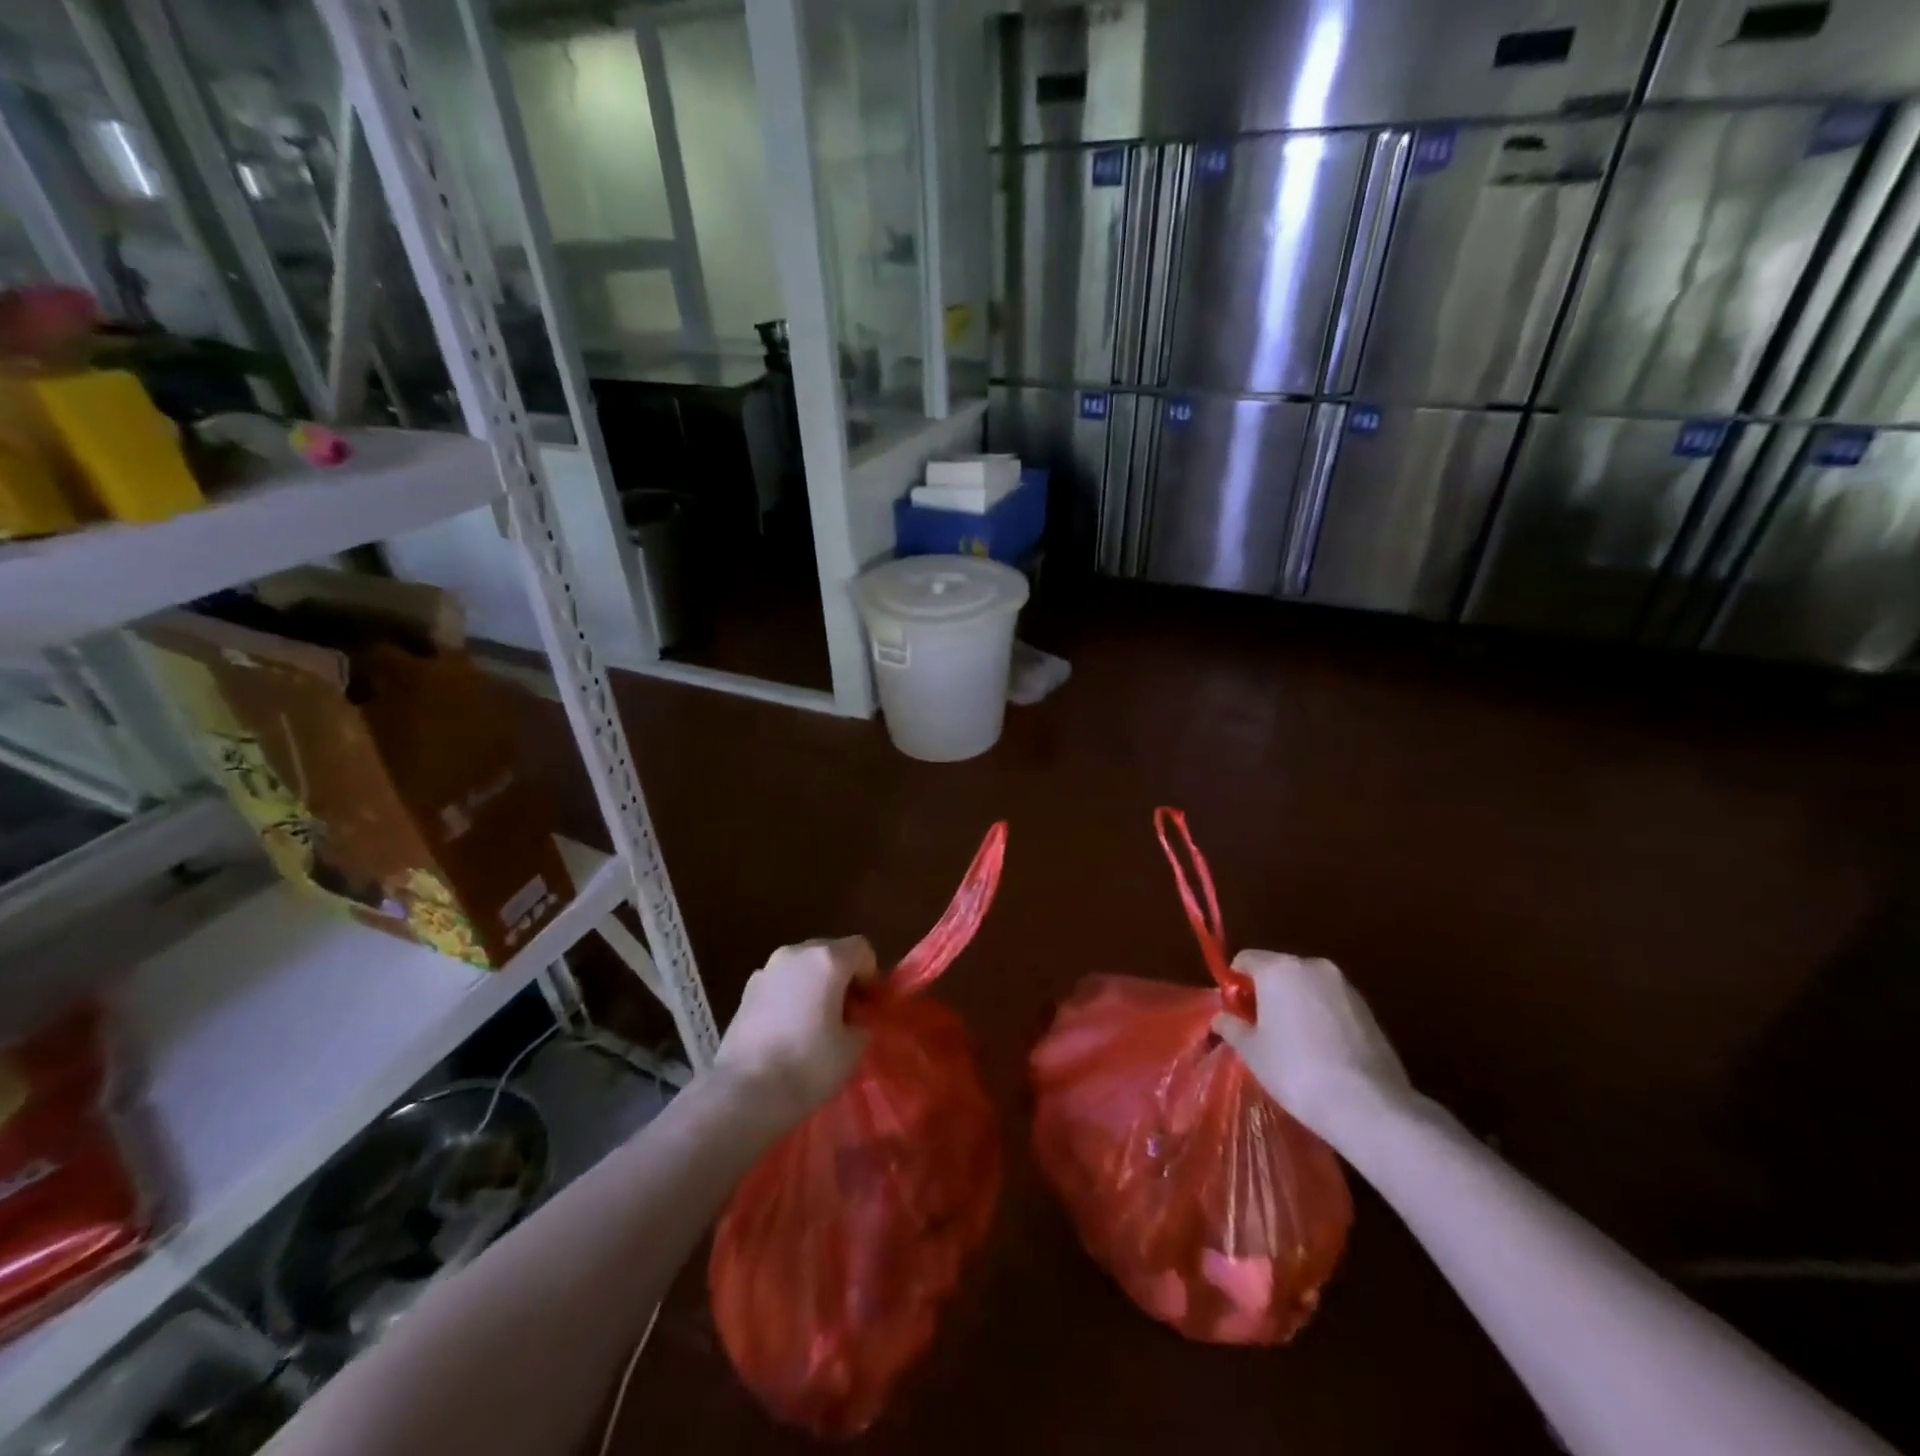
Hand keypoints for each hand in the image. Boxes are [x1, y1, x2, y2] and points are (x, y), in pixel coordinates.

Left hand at [714, 936, 874, 1115]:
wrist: (744, 1092)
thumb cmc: (807, 1066)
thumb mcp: (853, 1049)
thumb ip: (862, 1024)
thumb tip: (855, 1021)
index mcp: (826, 960)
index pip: (861, 949)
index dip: (871, 975)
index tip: (868, 1006)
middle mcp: (796, 953)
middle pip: (830, 953)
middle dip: (843, 978)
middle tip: (847, 1015)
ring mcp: (767, 969)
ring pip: (803, 967)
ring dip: (815, 985)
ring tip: (816, 1023)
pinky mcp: (746, 990)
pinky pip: (781, 983)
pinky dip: (791, 996)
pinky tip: (789, 1030)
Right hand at [1212, 951, 1414, 1141]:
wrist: (1368, 1105)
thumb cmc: (1296, 1070)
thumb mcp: (1252, 1051)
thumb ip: (1232, 1027)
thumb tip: (1221, 1018)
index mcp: (1279, 968)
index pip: (1245, 959)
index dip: (1235, 984)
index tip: (1237, 1015)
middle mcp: (1312, 966)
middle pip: (1278, 970)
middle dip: (1267, 993)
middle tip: (1262, 1031)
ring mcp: (1345, 985)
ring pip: (1307, 986)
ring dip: (1296, 1004)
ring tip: (1296, 1045)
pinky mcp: (1368, 1008)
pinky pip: (1332, 1003)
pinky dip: (1322, 1017)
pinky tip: (1323, 1052)